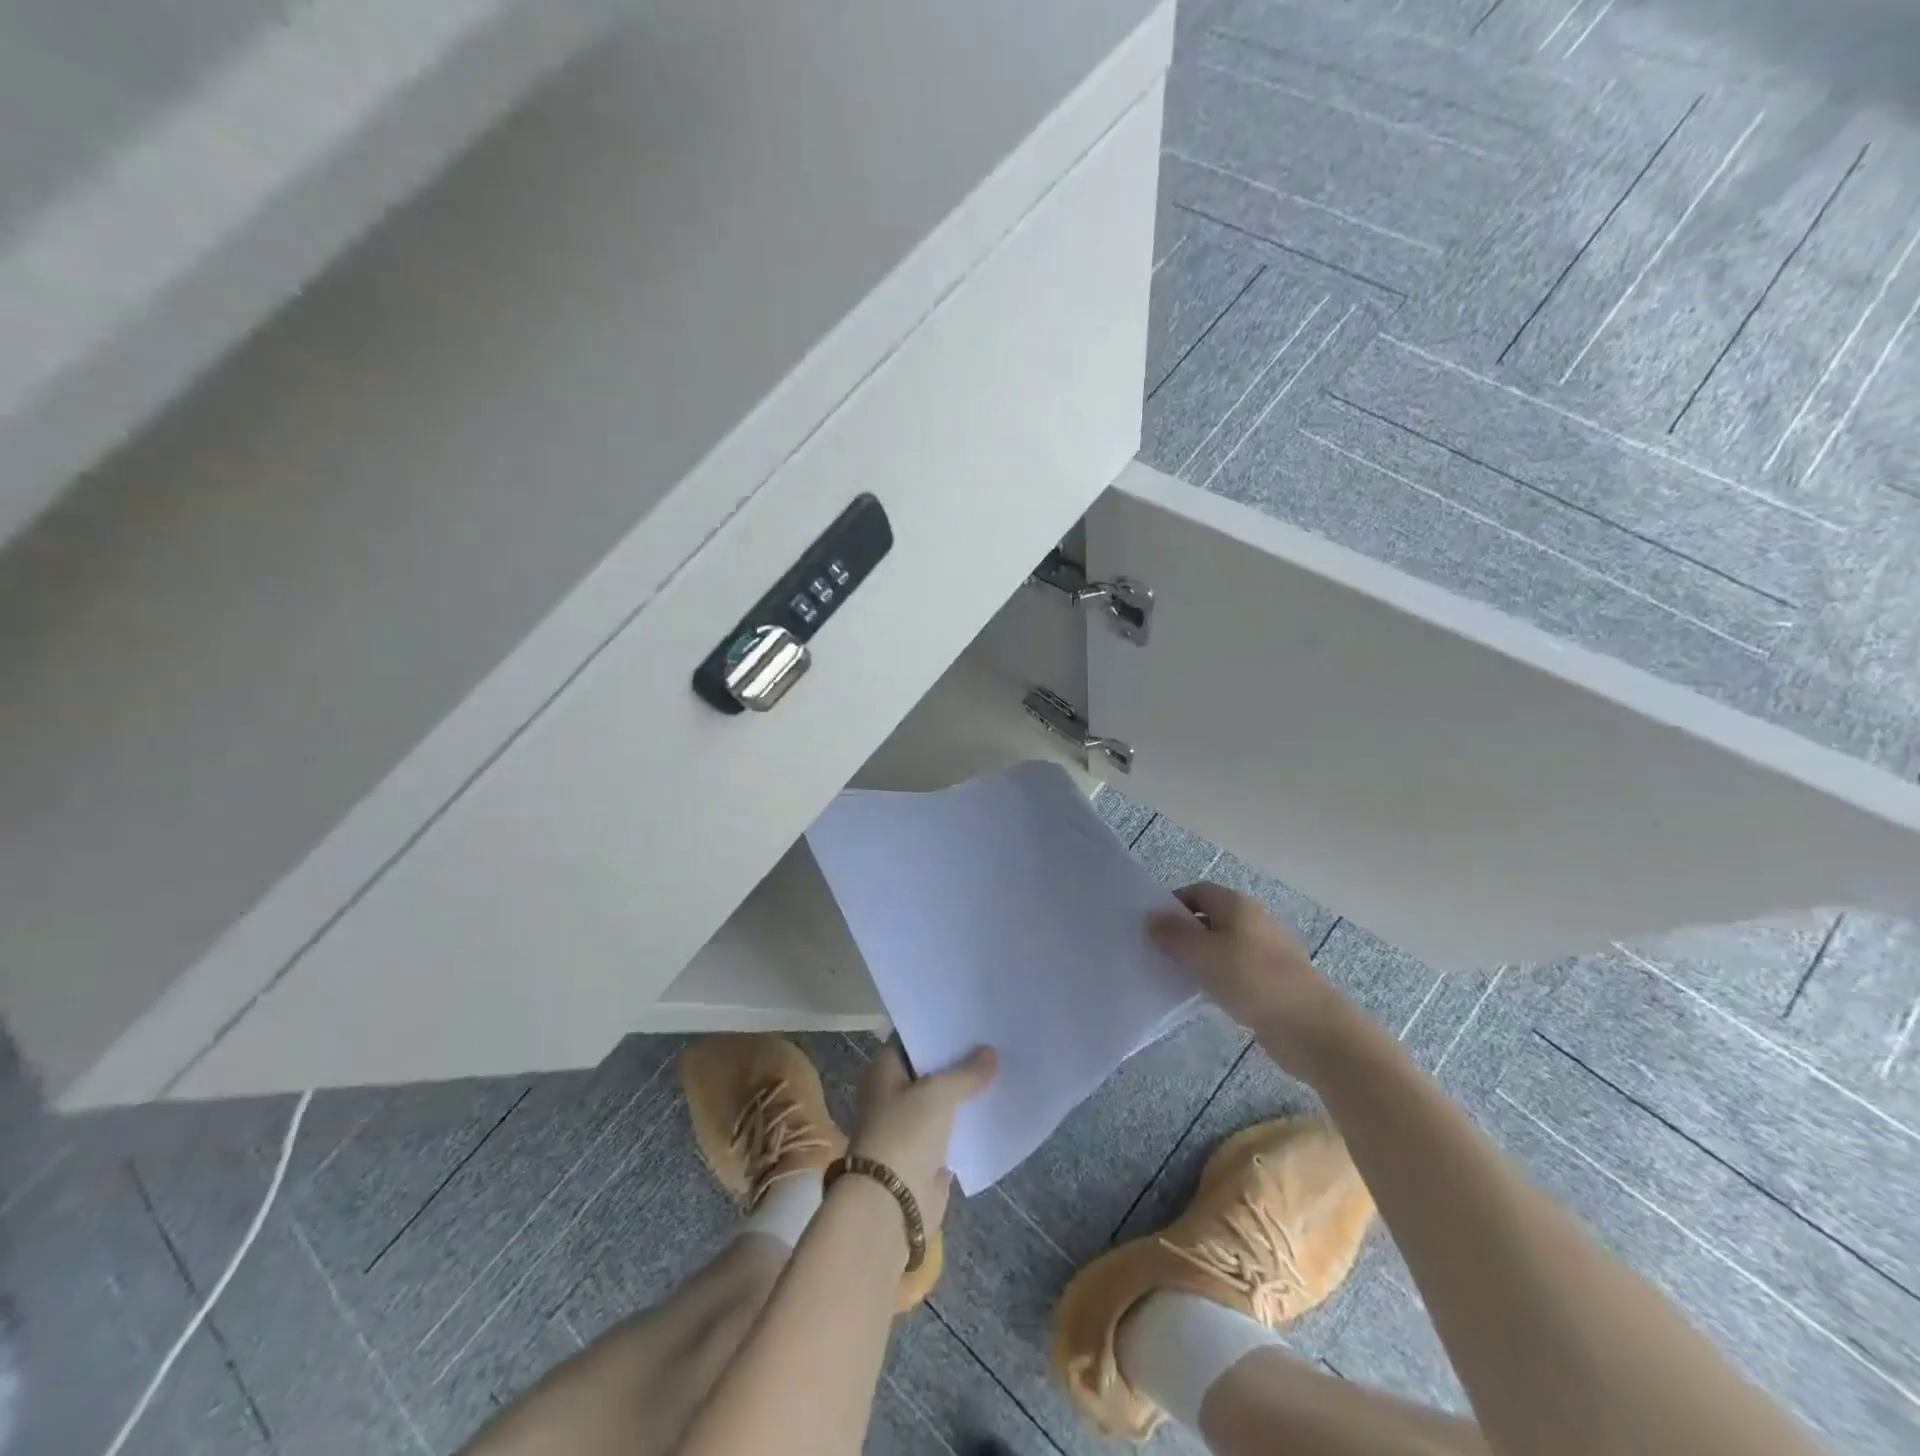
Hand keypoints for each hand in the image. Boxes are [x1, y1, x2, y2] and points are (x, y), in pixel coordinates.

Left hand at [849, 1041, 996, 1230]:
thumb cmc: (905, 1133)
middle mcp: (893, 1092)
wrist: (892, 1205)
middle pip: (929, 1068)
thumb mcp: (938, 1093)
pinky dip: (968, 1119)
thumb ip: (966, 1072)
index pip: (912, 1038)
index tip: (968, 1016)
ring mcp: (909, 1123)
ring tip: (1000, 1066)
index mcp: (884, 1069)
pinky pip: (951, 1127)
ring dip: (965, 1089)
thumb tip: (991, 1053)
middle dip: (957, 1058)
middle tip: (992, 1038)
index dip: (938, 1028)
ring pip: (942, 1098)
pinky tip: (994, 1104)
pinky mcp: (926, 1152)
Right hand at [1149, 883, 1353, 1074]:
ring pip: (1222, 947)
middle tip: (1158, 953)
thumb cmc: (1249, 978)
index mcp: (1236, 904)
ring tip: (1177, 976)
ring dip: (1200, 959)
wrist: (1308, 1025)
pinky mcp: (1272, 980)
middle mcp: (1253, 920)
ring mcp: (1265, 951)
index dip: (1173, 904)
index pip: (1197, 891)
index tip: (1153, 927)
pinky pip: (1236, 971)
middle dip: (1184, 933)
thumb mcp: (1200, 953)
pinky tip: (1205, 996)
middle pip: (1210, 918)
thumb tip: (1152, 917)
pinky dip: (1218, 978)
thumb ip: (1173, 934)